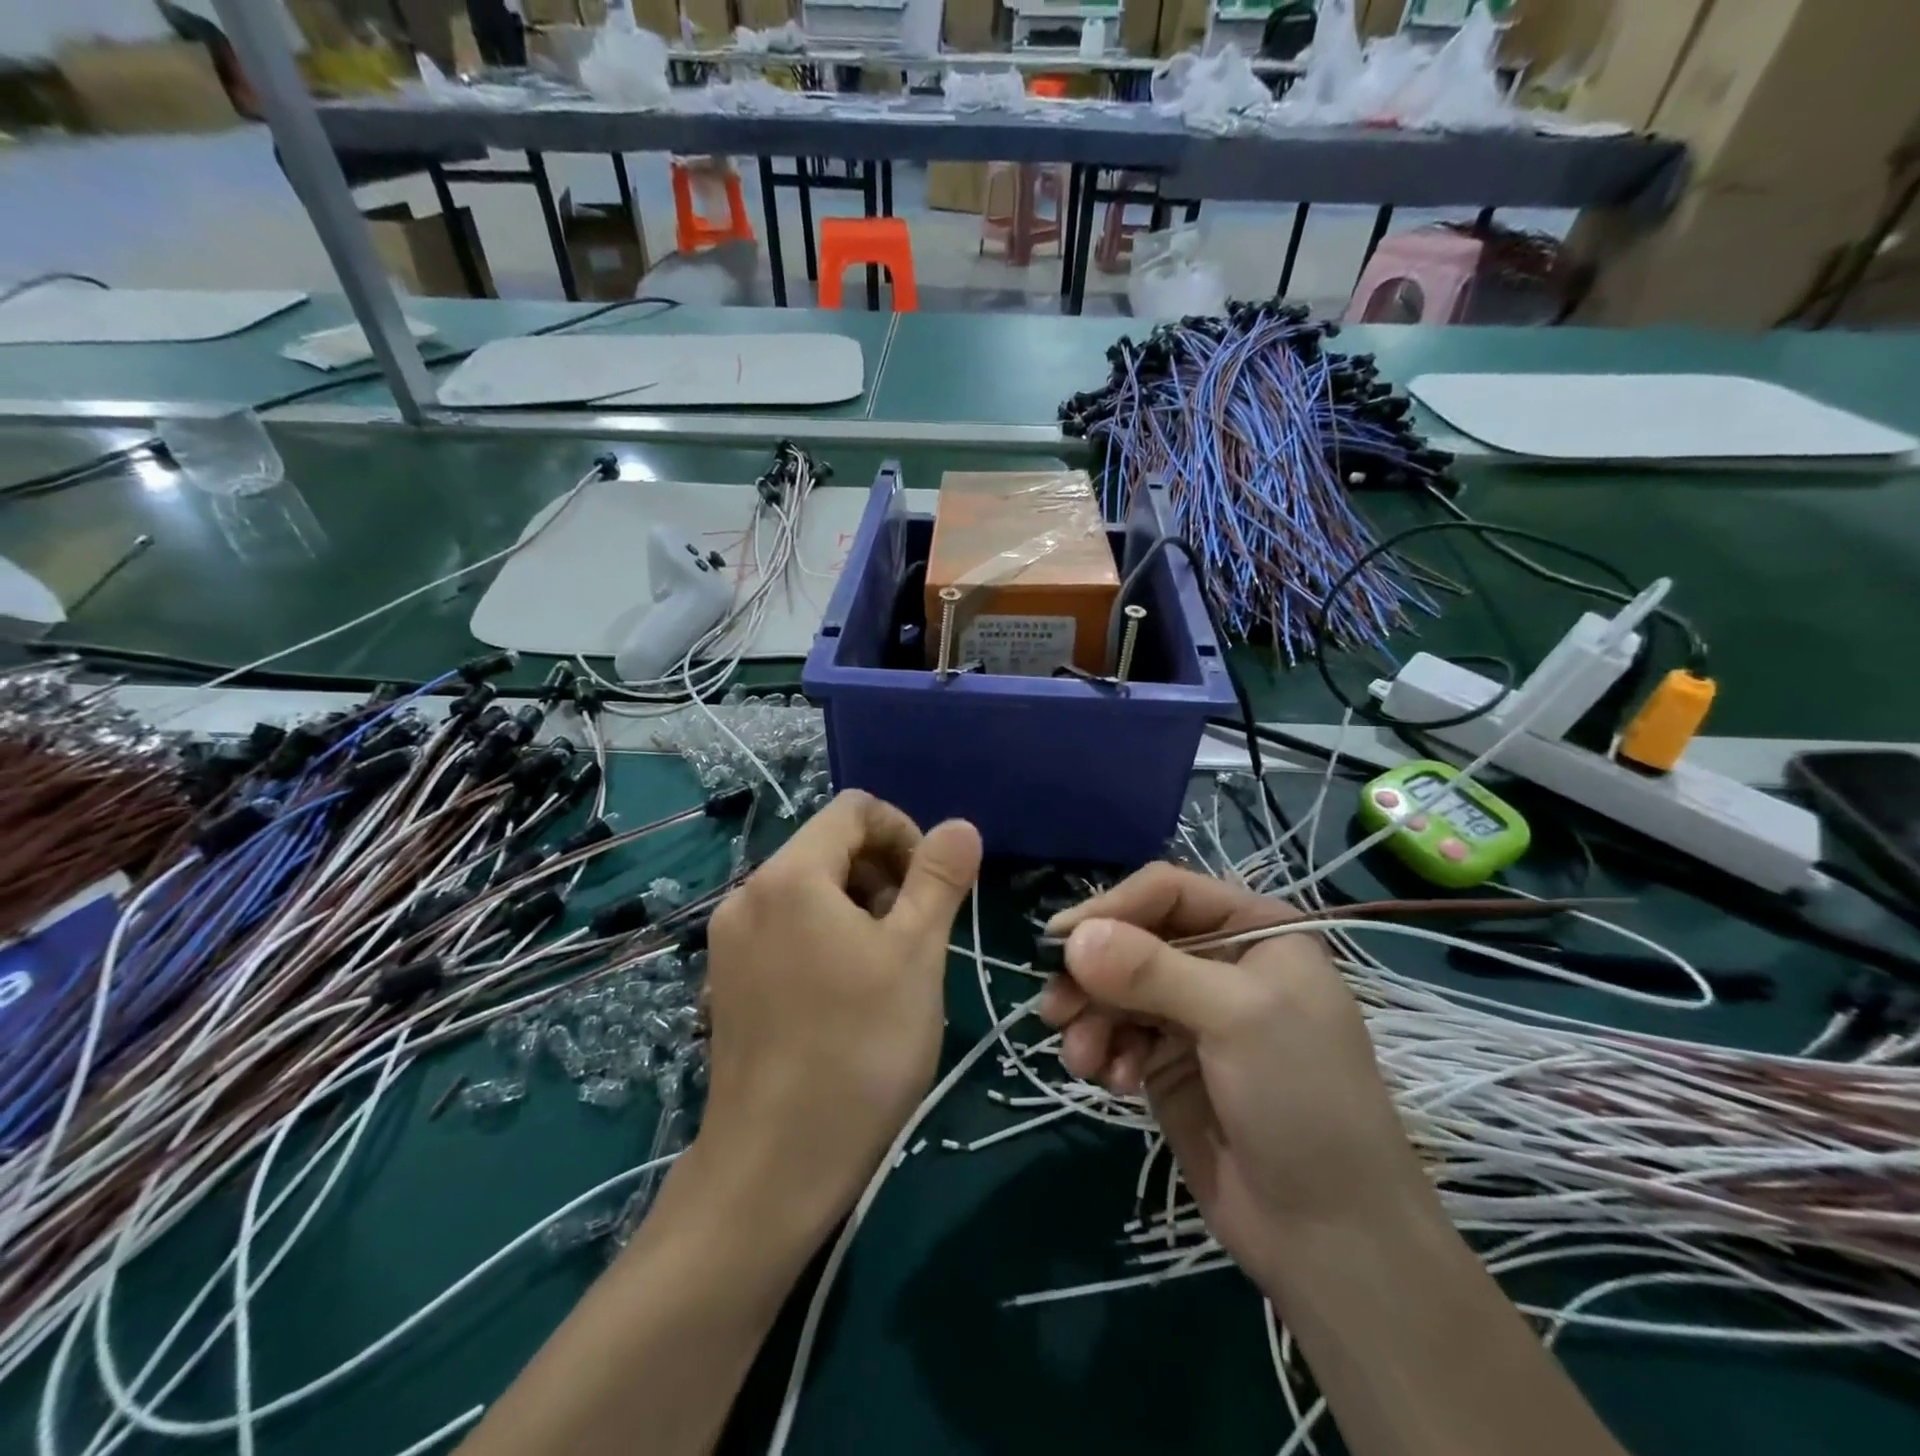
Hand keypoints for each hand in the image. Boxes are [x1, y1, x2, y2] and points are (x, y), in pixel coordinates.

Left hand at [699, 790, 981, 1234]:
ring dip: (858, 906)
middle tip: (914, 932)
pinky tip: (846, 994)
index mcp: (790, 875)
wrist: (774, 1167)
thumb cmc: (859, 1049)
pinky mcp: (725, 980)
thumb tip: (959, 826)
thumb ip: (939, 878)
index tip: (932, 887)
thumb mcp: (916, 954)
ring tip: (886, 967)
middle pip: (829, 846)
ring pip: (809, 890)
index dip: (905, 832)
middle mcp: (747, 894)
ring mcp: (729, 940)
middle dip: (882, 872)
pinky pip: (785, 928)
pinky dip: (824, 936)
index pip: (855, 809)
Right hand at [1040, 865, 1433, 1284]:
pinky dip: (1104, 1051)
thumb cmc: (1302, 1101)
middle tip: (1053, 1008)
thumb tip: (1071, 937)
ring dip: (1090, 1018)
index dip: (1111, 909)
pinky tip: (1113, 1083)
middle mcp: (1219, 961)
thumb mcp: (1236, 1019)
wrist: (1331, 1238)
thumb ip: (1151, 971)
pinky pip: (1117, 1033)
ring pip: (1116, 988)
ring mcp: (1192, 1013)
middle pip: (1132, 940)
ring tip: (1082, 1058)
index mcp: (1253, 930)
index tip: (1059, 942)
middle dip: (1092, 974)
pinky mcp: (1168, 1060)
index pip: (1165, 892)